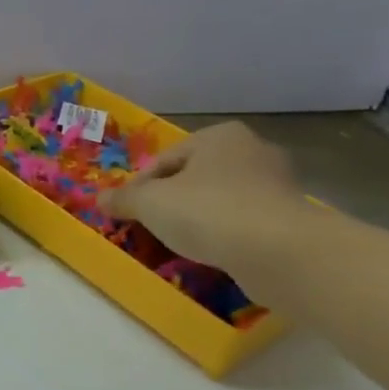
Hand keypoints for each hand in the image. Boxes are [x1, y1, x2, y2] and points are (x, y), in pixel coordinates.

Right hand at [100, 122, 304, 278]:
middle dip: (171, 201)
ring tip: (180, 244)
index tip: (127, 212)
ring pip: (220, 200)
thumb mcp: (151, 203)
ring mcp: (276, 184)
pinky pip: (243, 222)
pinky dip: (225, 234)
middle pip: (194, 177)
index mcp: (219, 135)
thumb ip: (124, 199)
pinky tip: (213, 253)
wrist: (279, 252)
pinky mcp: (289, 217)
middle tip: (151, 227)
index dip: (139, 186)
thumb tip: (98, 199)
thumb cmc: (208, 212)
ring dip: (199, 218)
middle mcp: (252, 150)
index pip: (164, 159)